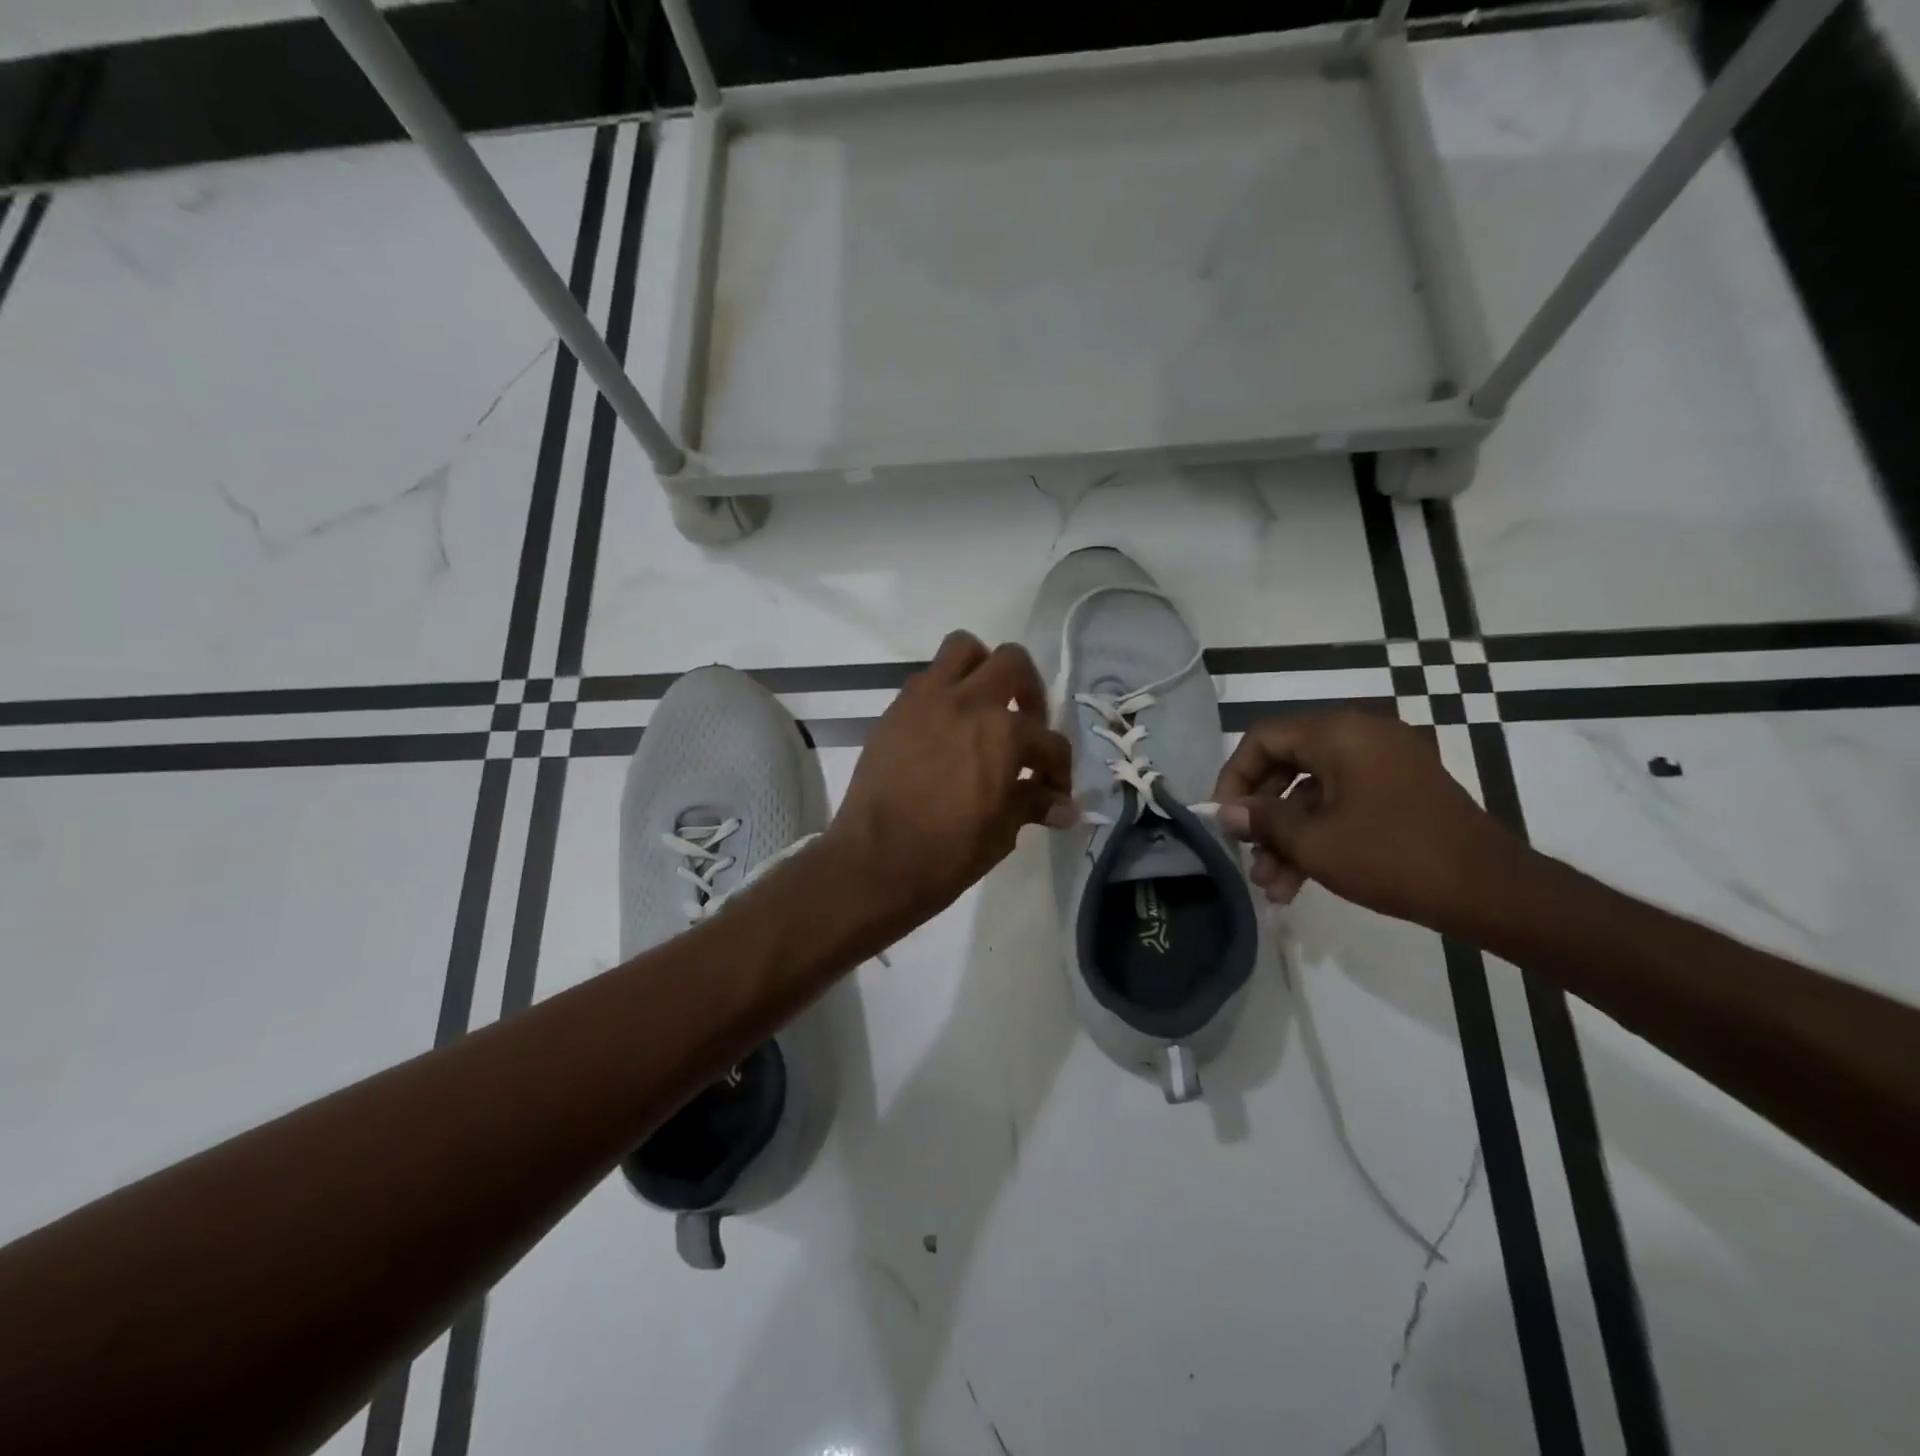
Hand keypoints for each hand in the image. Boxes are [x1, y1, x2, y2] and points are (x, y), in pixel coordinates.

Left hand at [823, 632, 1074, 933]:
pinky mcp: (895, 711)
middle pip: (1012, 662)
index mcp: (1003, 733)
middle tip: (1026, 723)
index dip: (1059, 769)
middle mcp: (967, 701)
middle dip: (1029, 690)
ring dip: (981, 670)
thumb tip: (1065, 807)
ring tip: (983, 707)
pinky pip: (926, 680)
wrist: (874, 862)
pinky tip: (945, 731)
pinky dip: (944, 694)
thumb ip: (1033, 804)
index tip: (1054, 790)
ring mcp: (926, 700)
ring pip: (962, 649)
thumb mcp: (1002, 831)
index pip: (1049, 741)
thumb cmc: (947, 853)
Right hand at [1212, 710, 1522, 932]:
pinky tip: (1299, 883)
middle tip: (1246, 855)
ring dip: (1287, 837)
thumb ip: (1262, 820)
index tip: (1223, 817)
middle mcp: (1361, 737)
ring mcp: (1384, 765)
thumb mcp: (1314, 842)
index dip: (1234, 777)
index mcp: (1339, 733)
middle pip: (1287, 766)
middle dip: (1262, 817)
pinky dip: (1319, 836)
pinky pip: (1342, 804)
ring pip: (1313, 793)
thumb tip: (1227, 812)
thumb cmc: (1392, 856)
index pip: (1263, 738)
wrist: (1490, 891)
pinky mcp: (1400, 792)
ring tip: (1272, 886)